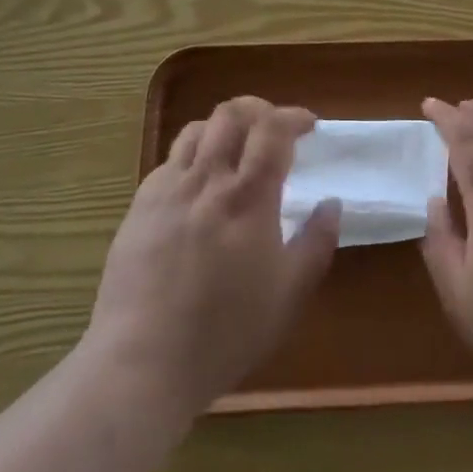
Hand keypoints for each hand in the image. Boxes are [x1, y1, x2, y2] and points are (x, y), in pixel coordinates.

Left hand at [84, 97, 339, 419]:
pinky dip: (193, 154)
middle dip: (259, 109)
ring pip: (197, 129)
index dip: (294, 117)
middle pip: (231, 114)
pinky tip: (199, 183)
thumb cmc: (224, 332)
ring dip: (224, 126)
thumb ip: (316, 243)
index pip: (272, 130)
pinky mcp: (139, 206)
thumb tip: (332, 204)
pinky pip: (170, 159)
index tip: (309, 125)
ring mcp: (168, 190)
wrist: (141, 362)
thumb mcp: (288, 295)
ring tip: (237, 147)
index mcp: (248, 198)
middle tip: (274, 128)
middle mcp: (207, 180)